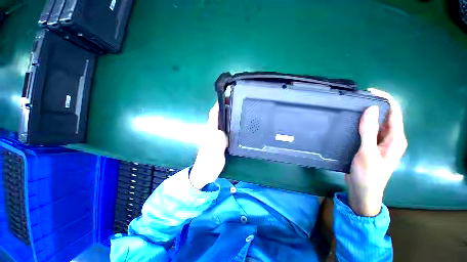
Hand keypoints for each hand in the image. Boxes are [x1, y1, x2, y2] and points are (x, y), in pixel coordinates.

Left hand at [189, 103, 227, 189]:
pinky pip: (224, 129)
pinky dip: (229, 124)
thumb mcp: (213, 154)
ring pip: (221, 122)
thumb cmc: (208, 165)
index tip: (226, 97)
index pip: (213, 115)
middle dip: (225, 107)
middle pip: (217, 116)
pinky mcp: (218, 141)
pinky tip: (235, 125)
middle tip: (235, 102)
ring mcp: (215, 136)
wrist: (204, 174)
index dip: (218, 105)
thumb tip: (222, 132)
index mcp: (210, 133)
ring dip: (227, 114)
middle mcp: (212, 132)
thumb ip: (217, 143)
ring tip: (237, 110)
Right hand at [346, 89, 406, 215]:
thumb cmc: (368, 174)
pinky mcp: (370, 146)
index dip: (385, 99)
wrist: (363, 191)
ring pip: (375, 123)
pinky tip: (350, 122)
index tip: (369, 92)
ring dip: (366, 115)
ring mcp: (380, 142)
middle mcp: (390, 138)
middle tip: (355, 100)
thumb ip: (369, 131)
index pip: (394, 112)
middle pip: (385, 116)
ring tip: (350, 108)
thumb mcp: (368, 153)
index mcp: (396, 138)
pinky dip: (360, 124)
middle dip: (373, 106)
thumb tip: (370, 108)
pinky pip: (368, 130)